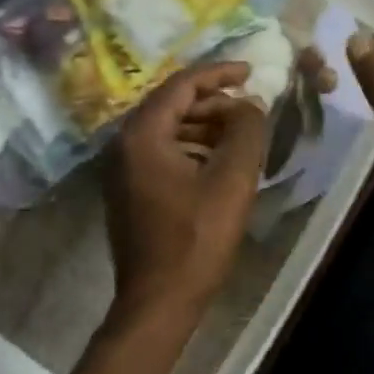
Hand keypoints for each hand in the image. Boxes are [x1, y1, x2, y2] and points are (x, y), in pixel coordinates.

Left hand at [104, 61, 269, 328]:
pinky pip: (163, 151)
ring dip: (205, 125)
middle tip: (250, 107)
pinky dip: (193, 147)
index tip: (250, 71)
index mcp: (142, 133)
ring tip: (242, 132)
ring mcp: (123, 168)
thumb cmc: (196, 238)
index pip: (182, 84)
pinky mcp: (129, 189)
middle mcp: (124, 143)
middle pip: (172, 104)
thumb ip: (246, 130)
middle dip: (214, 101)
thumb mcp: (232, 178)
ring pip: (169, 128)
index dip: (219, 73)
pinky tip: (220, 160)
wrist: (158, 302)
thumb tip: (250, 104)